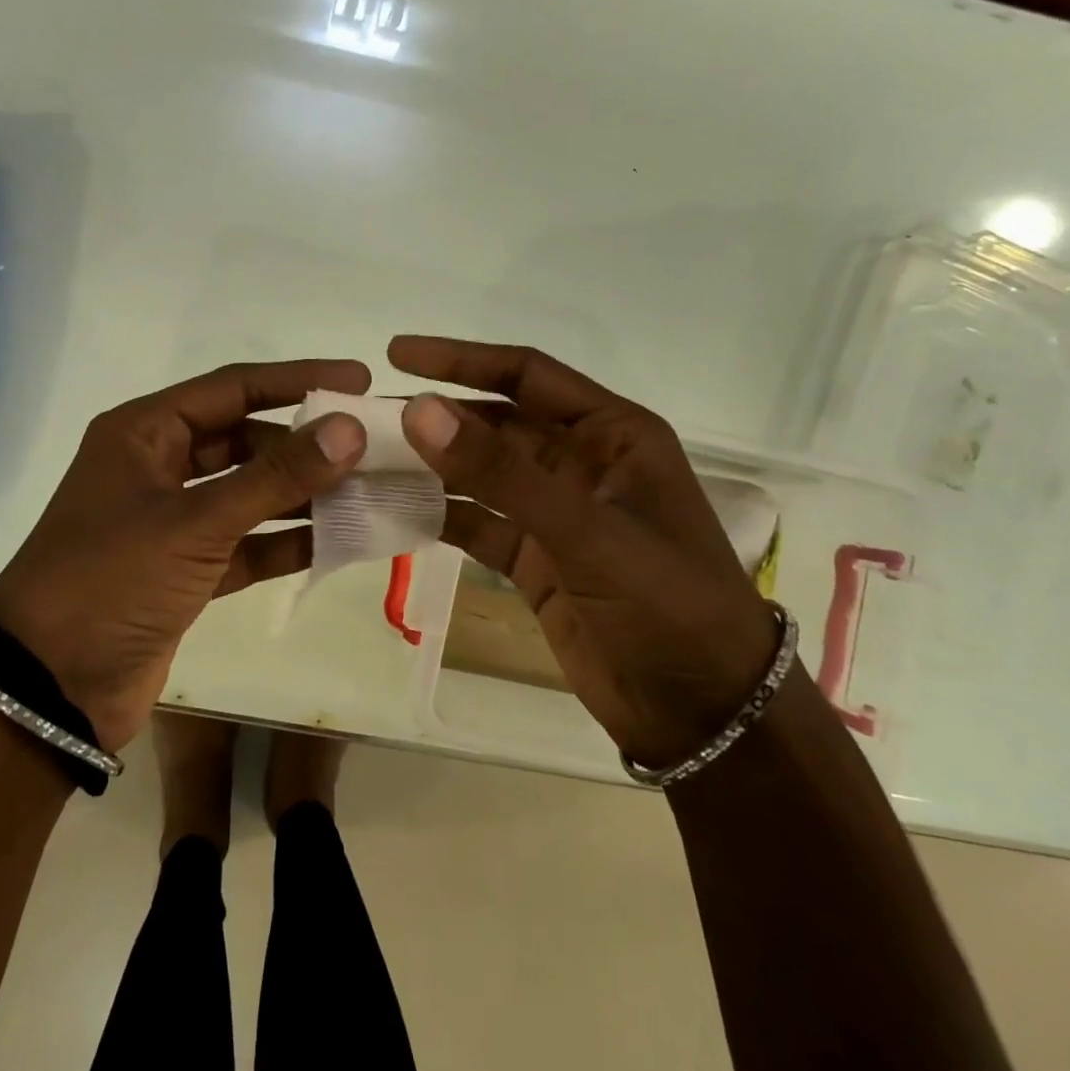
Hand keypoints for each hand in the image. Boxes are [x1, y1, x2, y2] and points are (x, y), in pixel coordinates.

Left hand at [0, 360, 370, 751]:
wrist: (48, 689)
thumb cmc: (110, 581)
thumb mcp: (195, 522)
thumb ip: (275, 477)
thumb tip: (349, 429)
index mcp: (144, 433)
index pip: (233, 387)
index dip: (297, 380)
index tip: (357, 380)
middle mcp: (158, 467)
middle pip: (244, 439)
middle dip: (304, 443)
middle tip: (370, 445)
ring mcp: (171, 521)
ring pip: (248, 492)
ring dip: (301, 493)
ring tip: (367, 490)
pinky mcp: (185, 570)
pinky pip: (246, 542)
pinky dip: (285, 542)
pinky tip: (337, 540)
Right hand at [389, 336, 776, 767]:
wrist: (705, 716)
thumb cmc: (667, 605)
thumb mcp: (586, 531)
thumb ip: (501, 472)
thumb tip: (418, 410)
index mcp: (612, 434)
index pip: (527, 375)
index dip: (462, 359)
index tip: (396, 354)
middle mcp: (581, 463)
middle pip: (495, 423)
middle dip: (436, 418)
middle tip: (364, 418)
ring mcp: (556, 513)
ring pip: (480, 475)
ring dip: (430, 467)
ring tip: (366, 462)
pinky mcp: (536, 559)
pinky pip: (477, 523)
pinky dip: (440, 516)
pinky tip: (395, 513)